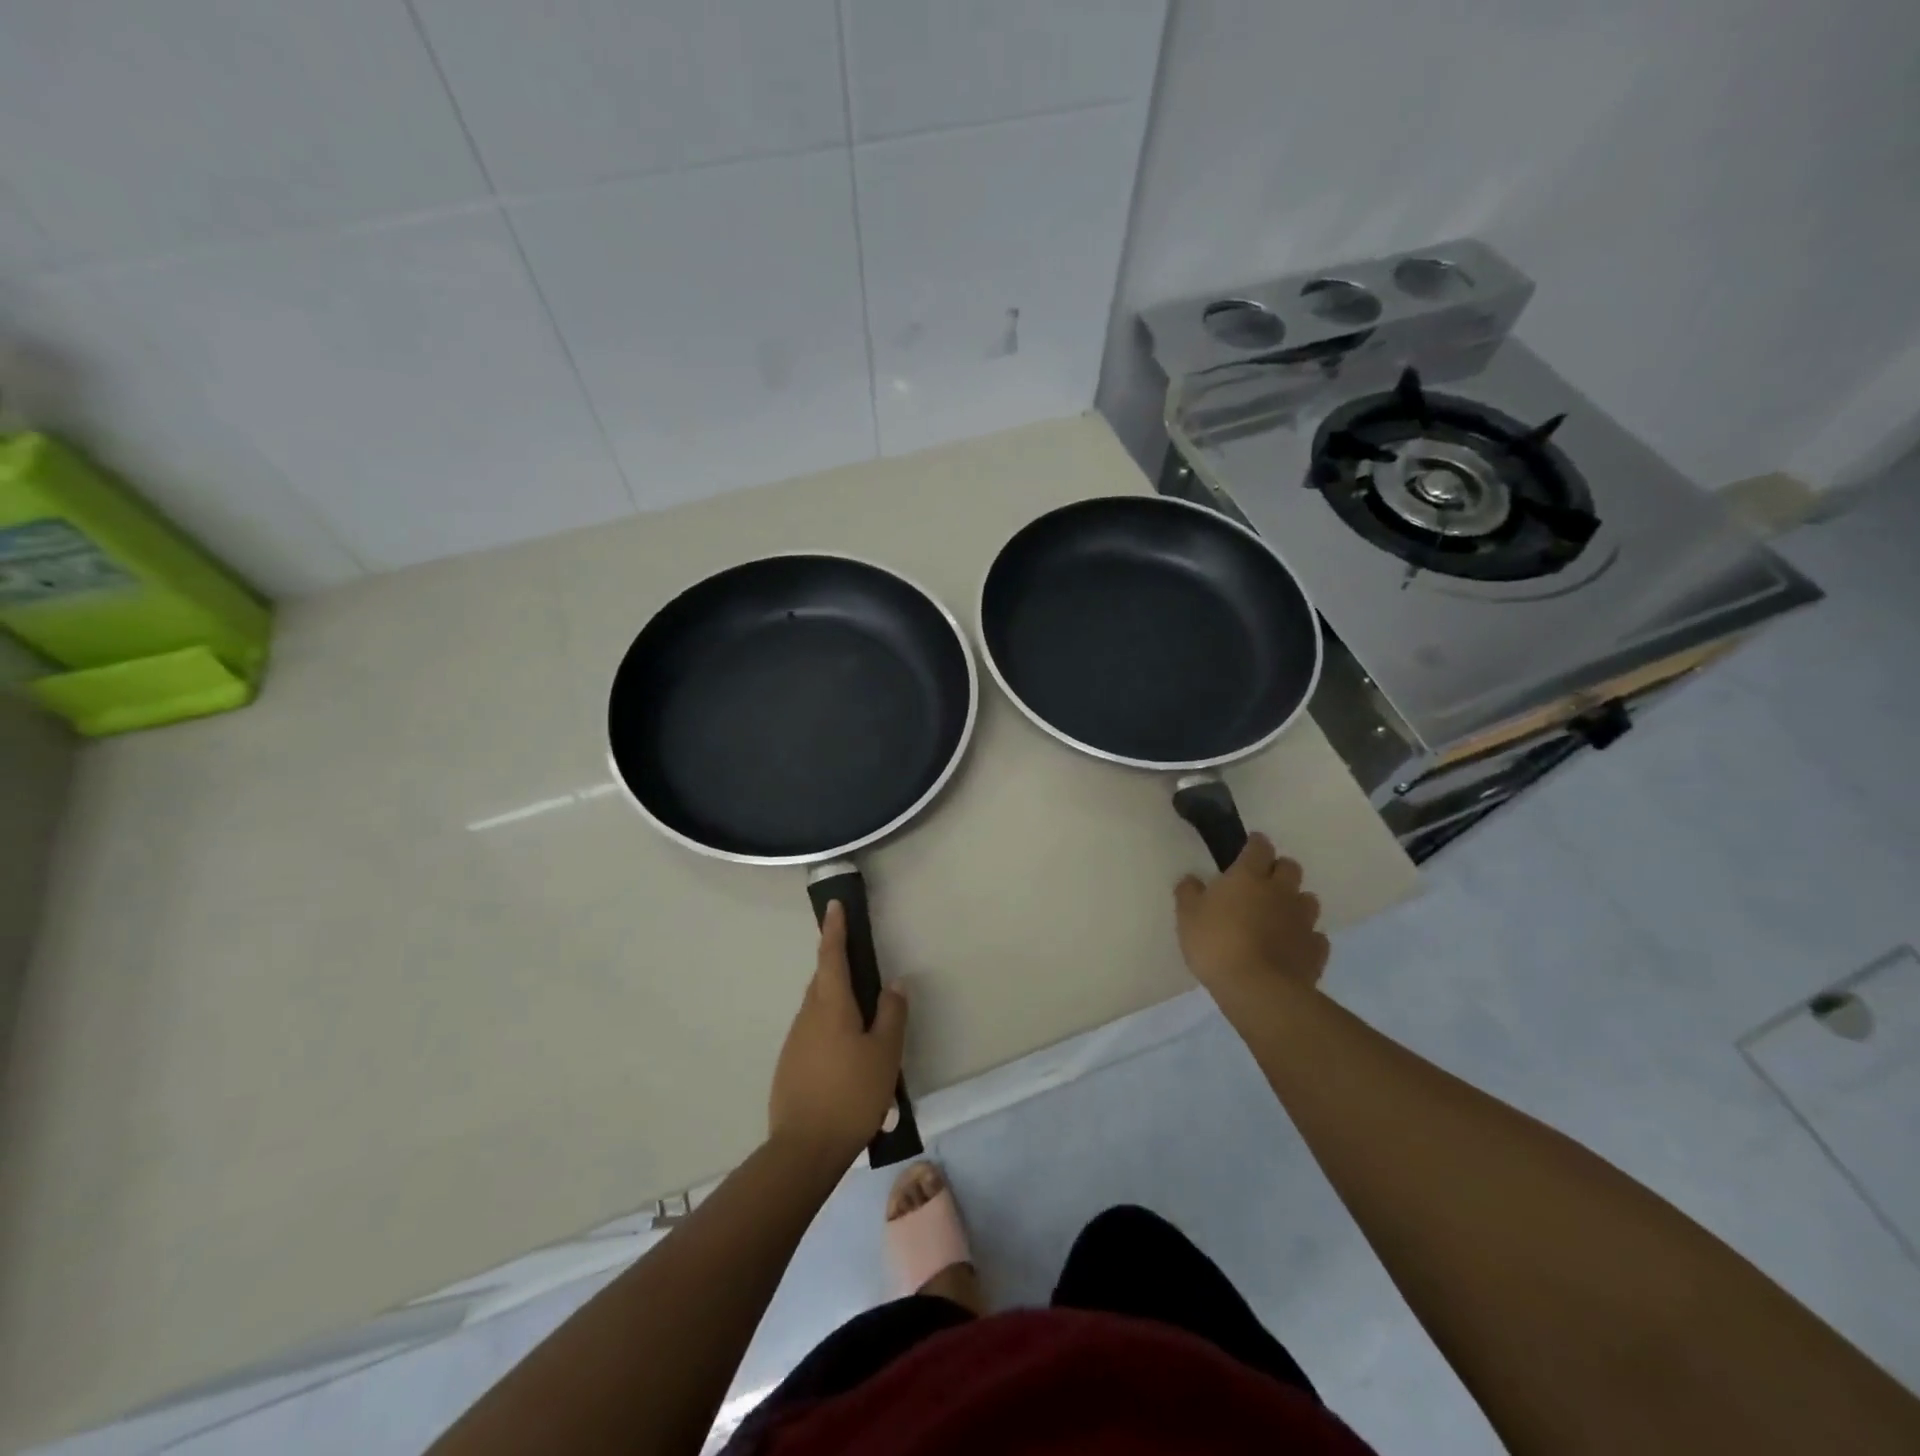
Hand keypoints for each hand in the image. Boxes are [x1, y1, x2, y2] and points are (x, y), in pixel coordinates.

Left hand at [768, 901, 907, 1163]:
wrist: (804, 1148)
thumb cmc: (851, 1094)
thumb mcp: (885, 1053)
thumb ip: (891, 1014)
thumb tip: (894, 983)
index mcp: (830, 1005)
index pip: (832, 956)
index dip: (835, 929)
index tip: (834, 906)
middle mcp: (808, 1016)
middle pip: (823, 981)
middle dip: (839, 968)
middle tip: (863, 970)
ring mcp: (795, 1041)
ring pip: (819, 1009)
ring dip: (838, 1005)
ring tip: (865, 1026)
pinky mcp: (790, 1065)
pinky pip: (814, 1033)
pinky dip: (831, 1031)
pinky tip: (847, 1058)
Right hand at [1174, 833, 1329, 1004]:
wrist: (1258, 989)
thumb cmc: (1217, 944)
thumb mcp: (1187, 916)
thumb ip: (1189, 893)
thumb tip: (1191, 879)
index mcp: (1249, 876)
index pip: (1259, 847)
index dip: (1255, 844)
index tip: (1248, 847)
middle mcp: (1280, 891)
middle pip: (1290, 867)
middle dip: (1279, 869)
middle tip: (1262, 882)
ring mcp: (1302, 920)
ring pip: (1307, 900)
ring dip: (1295, 902)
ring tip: (1279, 915)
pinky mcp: (1315, 950)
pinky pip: (1315, 936)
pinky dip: (1305, 937)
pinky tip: (1292, 946)